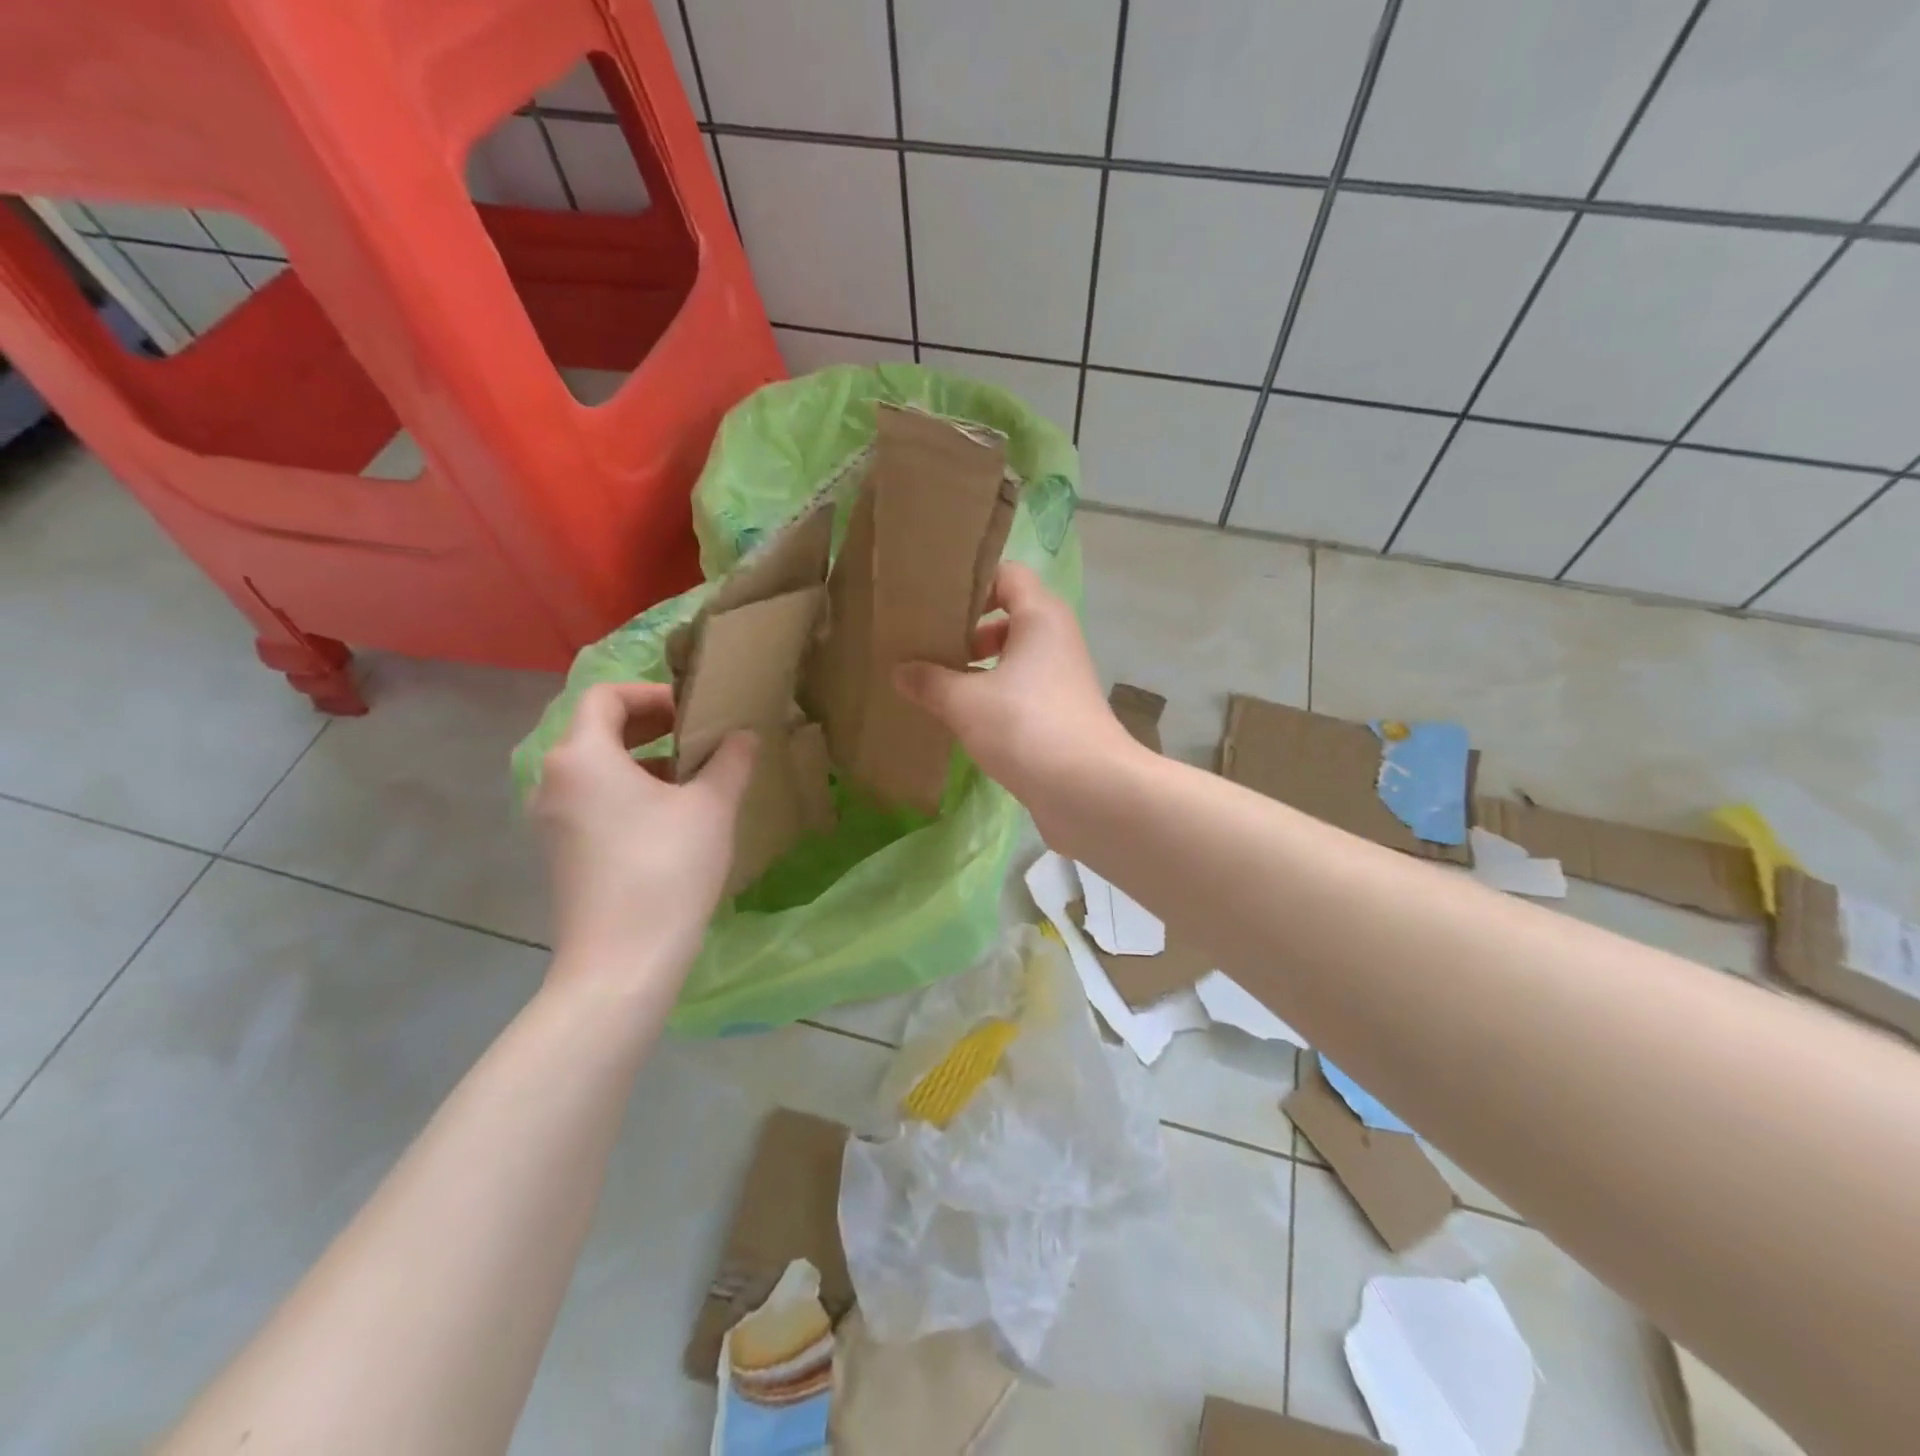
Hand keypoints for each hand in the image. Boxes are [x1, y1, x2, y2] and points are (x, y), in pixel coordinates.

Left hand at [532, 682, 755, 994]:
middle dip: (649, 726)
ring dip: (640, 761)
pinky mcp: (559, 853)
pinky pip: (590, 801)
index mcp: (581, 756)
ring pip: (594, 768)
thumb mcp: (711, 806)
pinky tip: (667, 819)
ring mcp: (550, 820)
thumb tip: (743, 736)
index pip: (606, 697)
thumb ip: (730, 760)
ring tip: (689, 778)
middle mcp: (553, 780)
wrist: (623, 960)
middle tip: (697, 737)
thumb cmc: (666, 868)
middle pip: (595, 730)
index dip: (651, 694)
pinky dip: (625, 792)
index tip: (693, 712)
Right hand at [894, 563, 1140, 830]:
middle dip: (967, 630)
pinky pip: (1021, 690)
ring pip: (1014, 657)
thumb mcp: (965, 701)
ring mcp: (1062, 678)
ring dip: (977, 667)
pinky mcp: (1061, 713)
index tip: (934, 603)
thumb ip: (929, 681)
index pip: (1008, 574)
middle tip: (927, 646)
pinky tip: (960, 717)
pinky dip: (993, 696)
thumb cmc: (1026, 727)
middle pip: (1009, 616)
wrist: (1088, 789)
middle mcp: (1056, 639)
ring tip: (935, 683)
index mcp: (1040, 617)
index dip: (972, 581)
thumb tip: (900, 671)